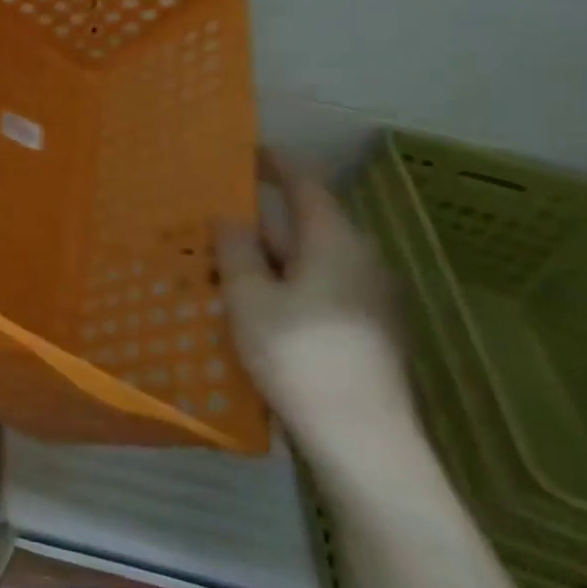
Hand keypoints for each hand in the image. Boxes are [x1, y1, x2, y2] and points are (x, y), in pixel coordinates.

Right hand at [215, 153, 418, 474]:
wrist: (361, 436)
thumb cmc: (298, 355)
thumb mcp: (249, 297)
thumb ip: (237, 250)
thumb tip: (231, 216)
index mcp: (335, 244)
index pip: (306, 188)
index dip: (277, 166)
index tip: (249, 151)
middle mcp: (361, 262)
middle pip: (308, 224)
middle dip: (264, 217)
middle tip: (217, 212)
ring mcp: (368, 299)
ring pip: (310, 259)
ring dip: (270, 253)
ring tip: (225, 256)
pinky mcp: (364, 329)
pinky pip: (317, 286)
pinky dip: (284, 280)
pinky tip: (254, 299)